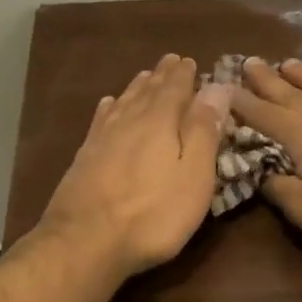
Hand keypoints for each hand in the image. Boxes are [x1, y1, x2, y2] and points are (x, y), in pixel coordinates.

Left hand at [38, 54, 230, 277]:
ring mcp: (102, 138)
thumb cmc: (153, 213)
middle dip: (162, 76)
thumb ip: (204, 131)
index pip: (175, 89)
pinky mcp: (84, 158)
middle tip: (171, 61)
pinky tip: (108, 105)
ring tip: (146, 76)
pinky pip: (101, 121)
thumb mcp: (194, 175)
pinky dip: (109, 108)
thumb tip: (217, 88)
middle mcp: (129, 121)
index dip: (185, 75)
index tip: (191, 61)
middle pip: (148, 91)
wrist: (86, 241)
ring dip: (137, 87)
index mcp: (160, 122)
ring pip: (124, 102)